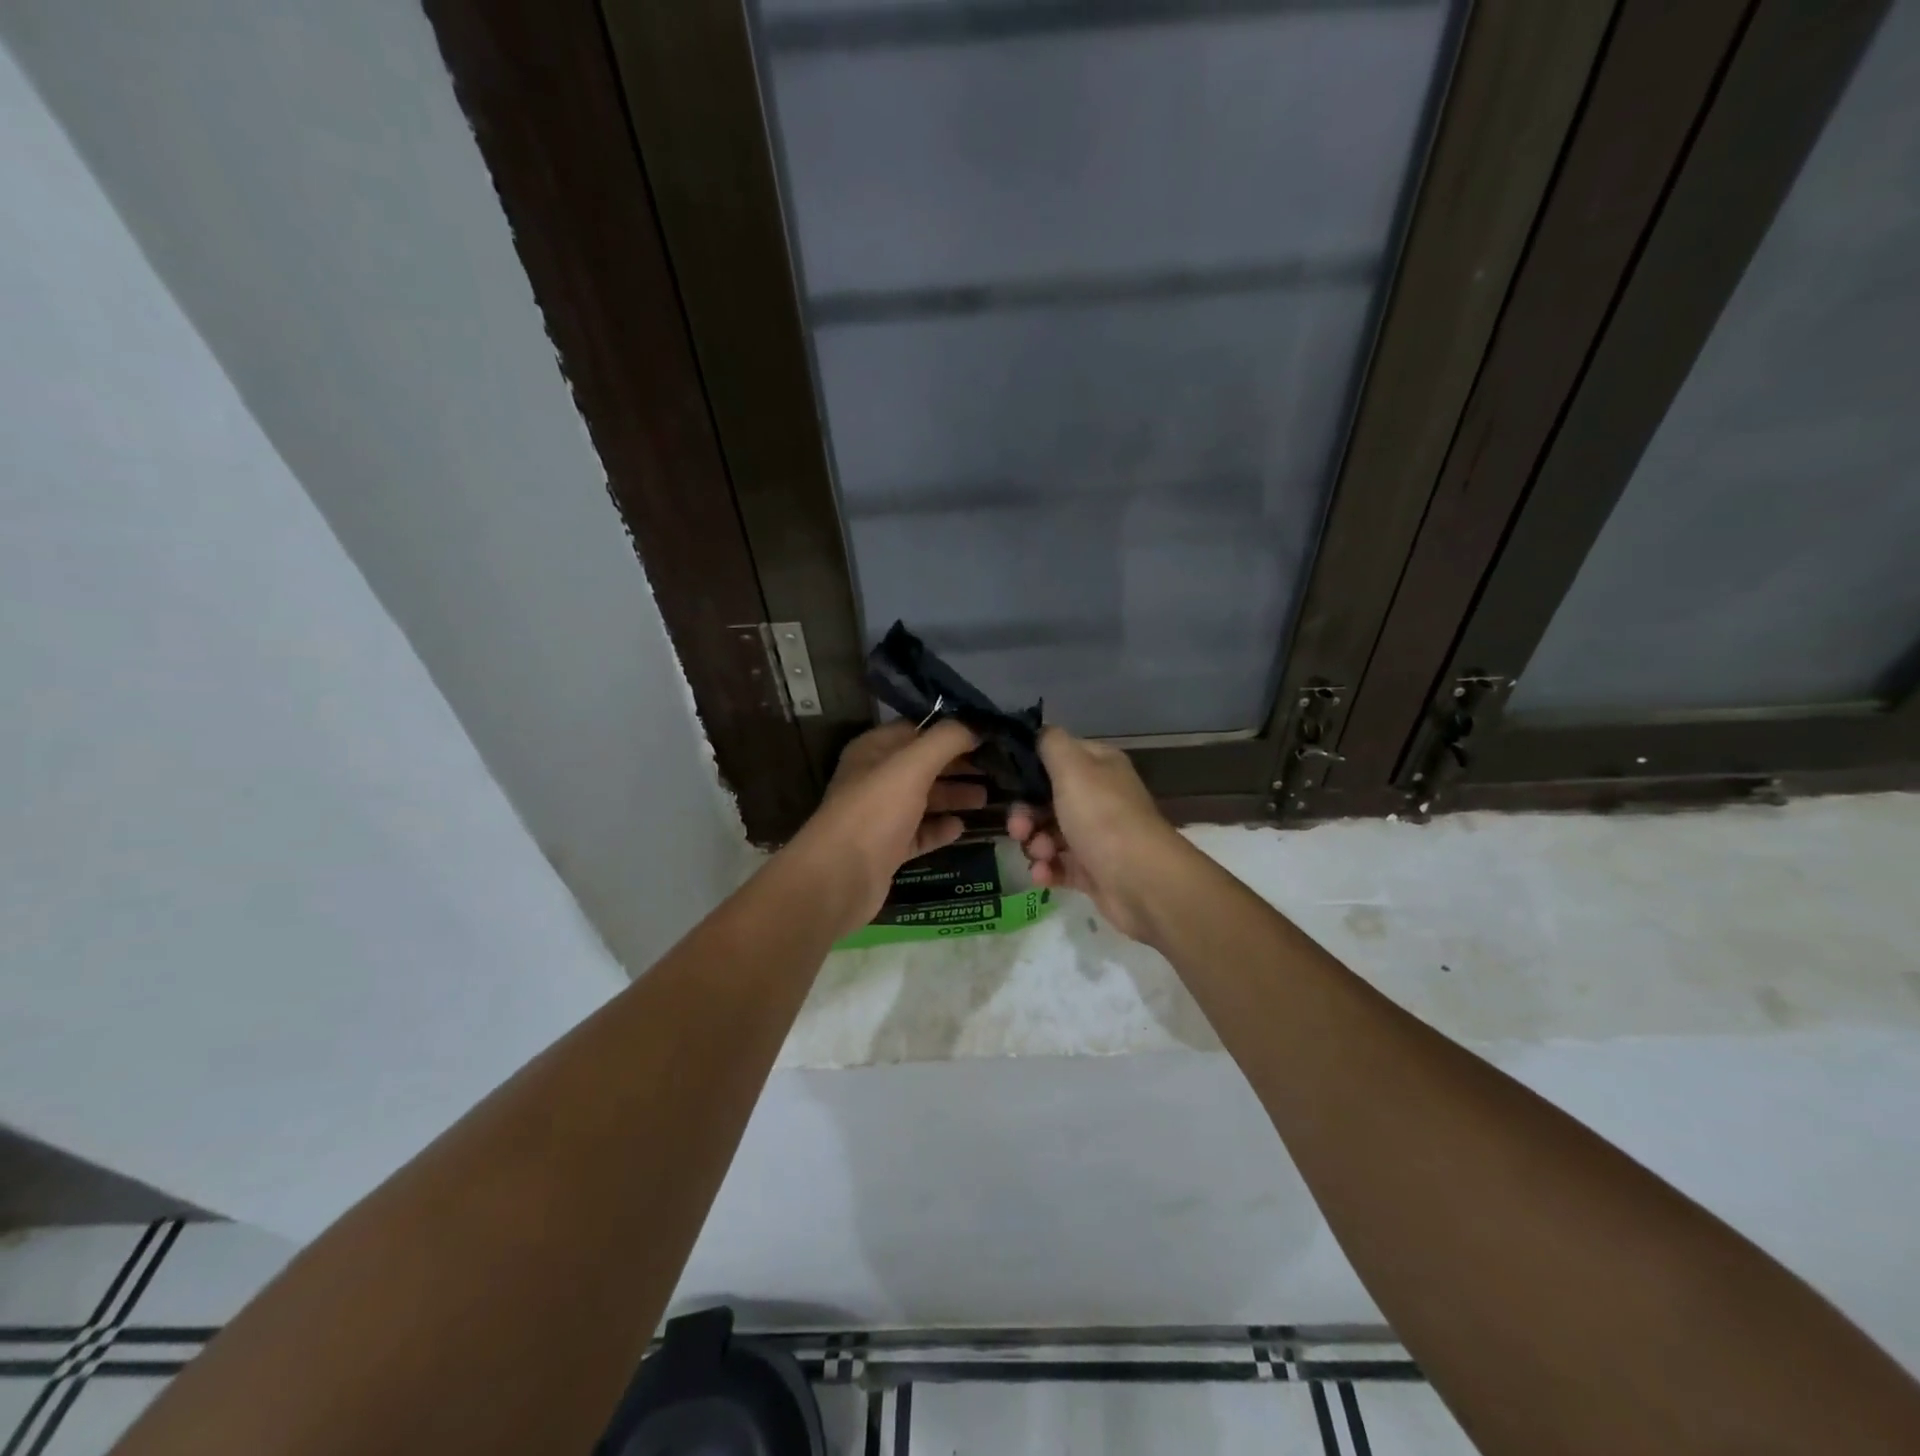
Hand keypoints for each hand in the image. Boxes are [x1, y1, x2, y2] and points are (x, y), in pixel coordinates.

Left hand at [790, 719, 985, 934]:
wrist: (839, 878)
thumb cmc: (875, 811)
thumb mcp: (912, 766)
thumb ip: (946, 740)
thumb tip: (977, 725)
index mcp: (874, 750)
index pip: (917, 729)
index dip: (951, 730)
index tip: (987, 735)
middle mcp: (876, 779)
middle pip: (924, 765)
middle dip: (958, 766)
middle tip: (997, 768)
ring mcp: (882, 815)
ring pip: (925, 799)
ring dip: (954, 796)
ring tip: (989, 798)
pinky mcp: (889, 848)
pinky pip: (921, 833)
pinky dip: (941, 829)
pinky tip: (963, 828)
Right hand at [1007, 727, 1187, 942]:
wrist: (1141, 880)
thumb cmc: (1103, 816)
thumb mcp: (1072, 767)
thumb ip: (1051, 743)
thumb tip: (1039, 731)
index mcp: (1099, 766)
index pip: (1057, 757)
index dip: (1031, 770)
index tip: (1010, 784)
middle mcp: (1099, 797)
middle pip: (1047, 800)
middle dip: (1026, 815)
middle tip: (1019, 829)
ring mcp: (1096, 836)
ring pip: (1049, 834)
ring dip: (1035, 844)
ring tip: (1040, 855)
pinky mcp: (1093, 870)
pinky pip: (1059, 865)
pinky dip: (1047, 870)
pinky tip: (1043, 875)